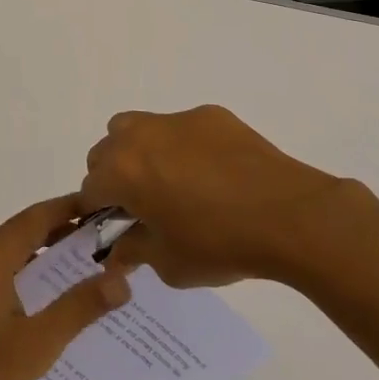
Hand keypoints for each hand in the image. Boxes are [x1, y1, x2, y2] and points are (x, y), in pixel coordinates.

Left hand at [0, 195, 132, 379]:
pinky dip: (22, 272)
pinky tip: (41, 298)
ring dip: (42, 254)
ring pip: (8, 252)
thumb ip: (79, 308)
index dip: (72, 207)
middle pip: (23, 231)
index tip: (105, 206)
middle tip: (103, 239)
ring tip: (80, 265)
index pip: (38, 216)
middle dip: (62, 231)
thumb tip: (122, 280)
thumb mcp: (37, 343)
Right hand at [82, 105, 351, 287]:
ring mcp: (176, 120)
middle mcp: (140, 136)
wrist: (288, 215)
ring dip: (140, 152)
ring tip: (170, 182)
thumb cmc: (219, 244)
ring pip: (138, 128)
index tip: (116, 229)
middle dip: (114, 176)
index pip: (90, 188)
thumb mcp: (168, 263)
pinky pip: (180, 128)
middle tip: (141, 206)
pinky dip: (182, 146)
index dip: (99, 212)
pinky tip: (213, 174)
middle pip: (106, 150)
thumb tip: (118, 250)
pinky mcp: (210, 116)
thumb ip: (134, 251)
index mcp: (122, 171)